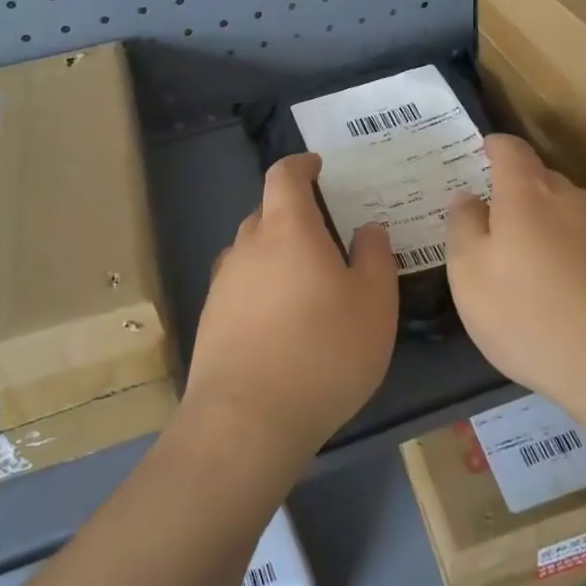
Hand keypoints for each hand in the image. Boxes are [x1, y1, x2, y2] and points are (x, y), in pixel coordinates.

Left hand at [184, 153, 398, 461]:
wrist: (247, 421)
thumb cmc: (324, 351)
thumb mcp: (373, 303)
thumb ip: (374, 257)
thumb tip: (368, 229)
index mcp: (288, 230)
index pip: (284, 176)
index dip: (301, 164)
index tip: (318, 166)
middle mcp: (248, 247)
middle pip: (266, 213)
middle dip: (293, 214)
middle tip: (325, 235)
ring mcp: (223, 285)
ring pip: (251, 252)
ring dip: (275, 253)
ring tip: (304, 282)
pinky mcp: (211, 321)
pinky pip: (240, 288)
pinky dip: (261, 289)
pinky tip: (281, 322)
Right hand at [446, 135, 585, 411]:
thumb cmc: (528, 315)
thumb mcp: (469, 275)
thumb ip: (463, 227)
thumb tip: (468, 198)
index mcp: (528, 192)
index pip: (509, 148)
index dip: (491, 146)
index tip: (477, 155)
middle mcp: (571, 197)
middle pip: (538, 178)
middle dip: (513, 192)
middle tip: (489, 224)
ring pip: (563, 210)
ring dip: (541, 224)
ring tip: (522, 262)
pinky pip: (584, 239)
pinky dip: (565, 250)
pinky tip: (557, 288)